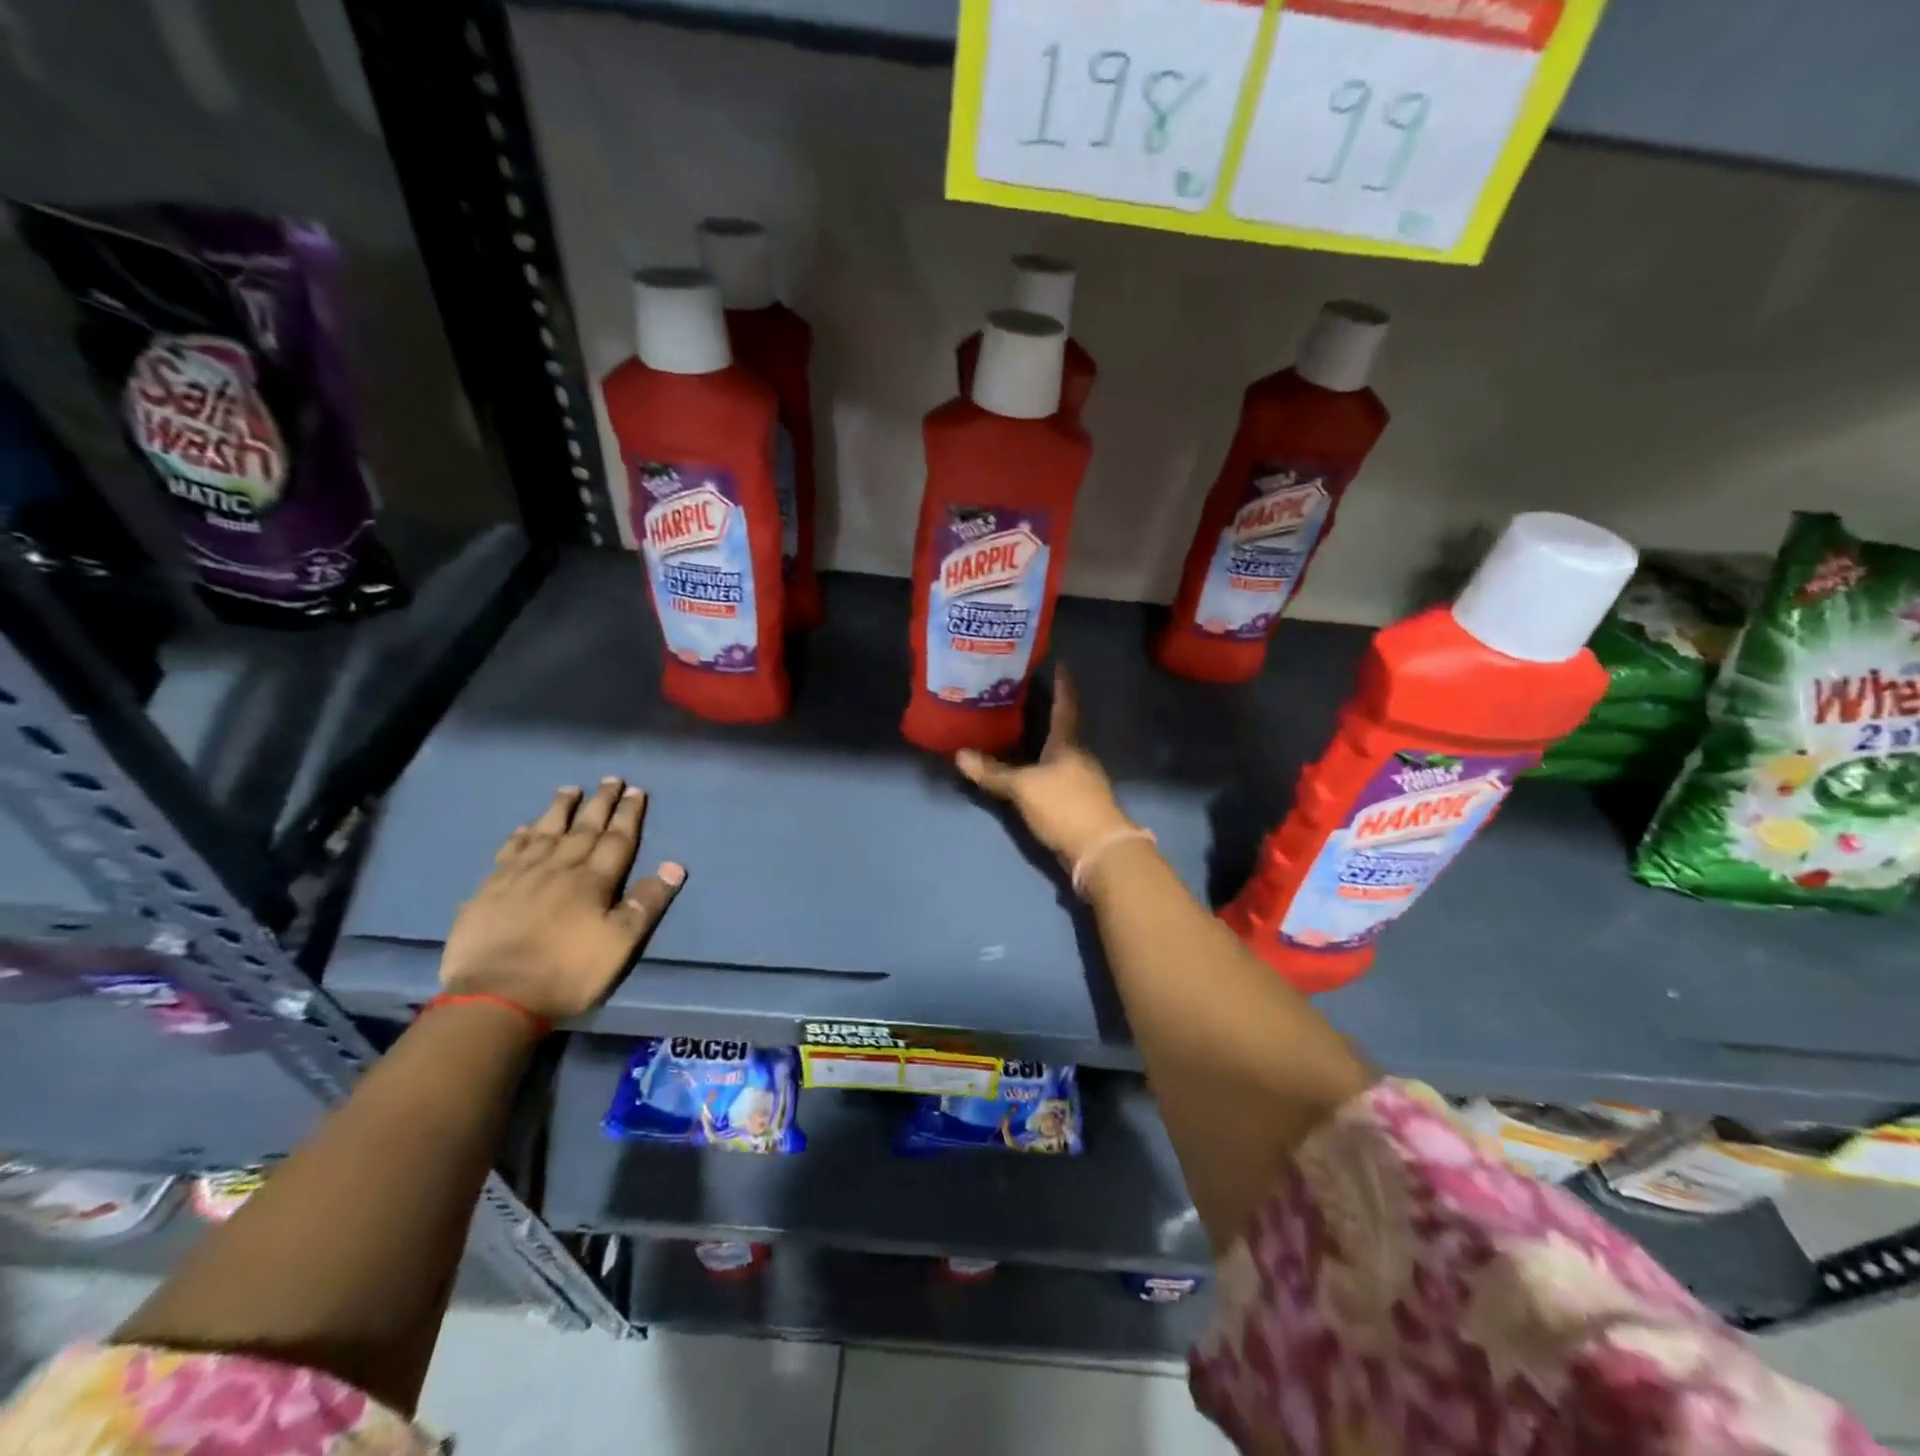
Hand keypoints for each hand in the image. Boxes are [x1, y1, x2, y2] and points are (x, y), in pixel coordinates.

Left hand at [439, 778, 684, 1022]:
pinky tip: (523, 828)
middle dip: (599, 804)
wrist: (495, 997)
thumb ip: (646, 903)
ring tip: (570, 789)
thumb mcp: (620, 944)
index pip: (617, 840)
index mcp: (593, 882)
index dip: (628, 815)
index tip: (636, 791)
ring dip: (560, 810)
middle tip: (610, 780)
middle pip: (583, 829)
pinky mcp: (489, 892)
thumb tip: (674, 865)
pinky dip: (519, 837)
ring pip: (544, 834)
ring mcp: (520, 878)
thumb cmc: (567, 973)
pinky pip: (508, 854)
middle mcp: (558, 869)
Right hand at [956, 667, 1136, 868]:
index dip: (1062, 686)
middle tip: (1020, 701)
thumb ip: (993, 773)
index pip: (1065, 707)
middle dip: (1044, 717)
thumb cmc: (1064, 806)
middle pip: (1062, 731)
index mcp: (1068, 745)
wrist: (1099, 850)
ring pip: (1058, 757)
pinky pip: (1055, 779)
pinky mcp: (1078, 804)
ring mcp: (1081, 782)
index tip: (1060, 664)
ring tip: (1016, 736)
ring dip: (1041, 746)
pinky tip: (1025, 775)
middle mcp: (1078, 758)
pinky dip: (1040, 772)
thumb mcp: (1023, 788)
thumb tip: (959, 756)